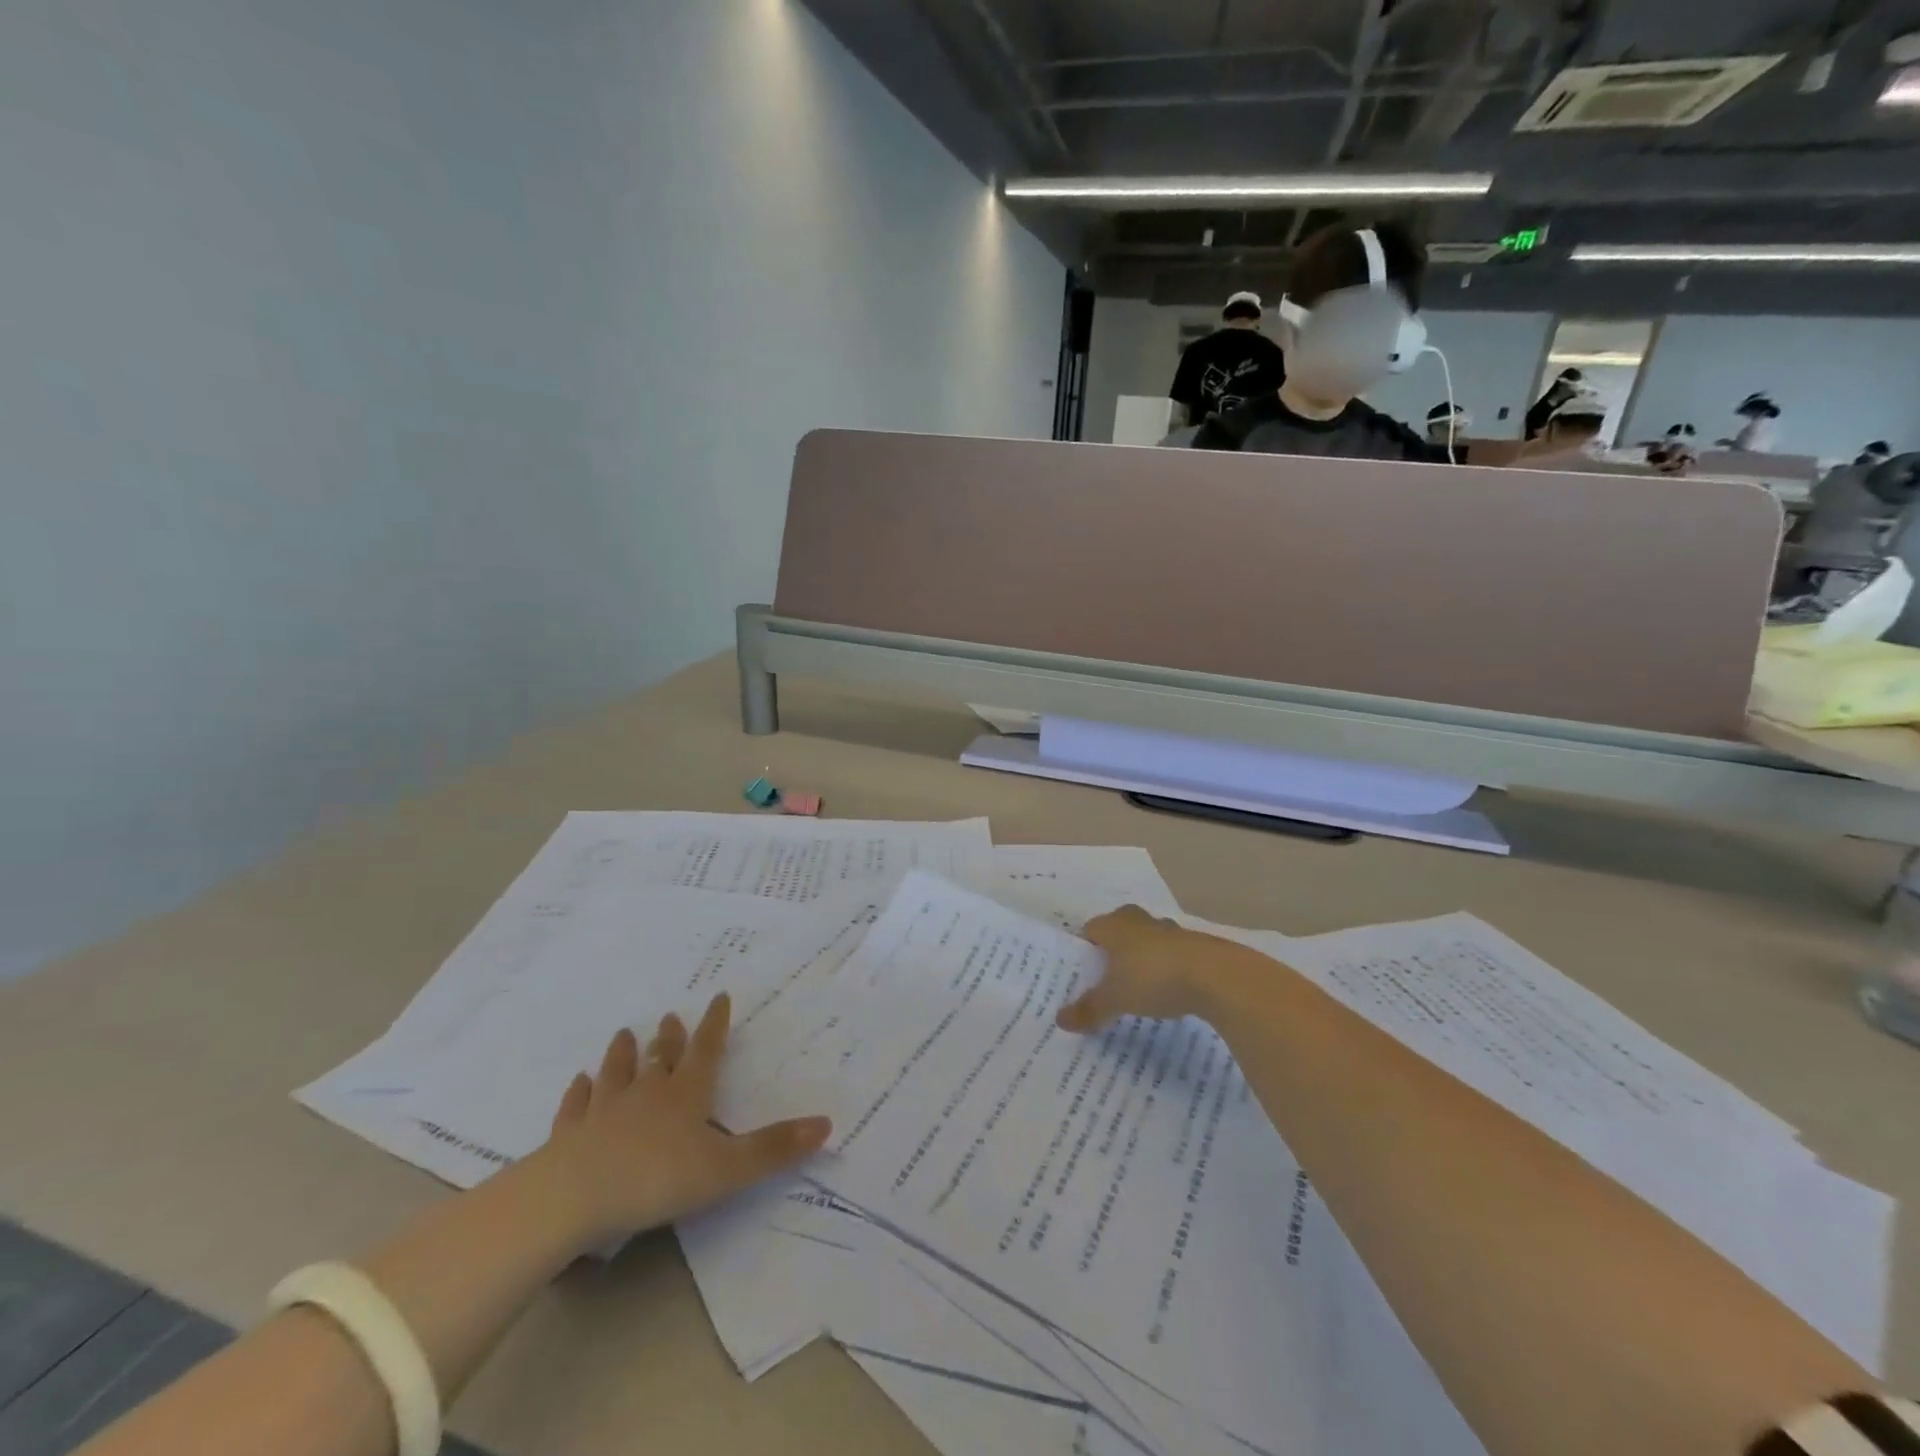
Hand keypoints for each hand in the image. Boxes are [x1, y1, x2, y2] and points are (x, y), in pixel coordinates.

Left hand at [536, 994, 830, 1247]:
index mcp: (685, 1096)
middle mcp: (646, 1094)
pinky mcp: (569, 1136)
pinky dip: (578, 1093)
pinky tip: (578, 1084)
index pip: (705, 1051)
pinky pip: (575, 1107)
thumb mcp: (725, 1169)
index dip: (714, 1024)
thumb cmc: (656, 1180)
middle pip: (660, 1058)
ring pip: (616, 1074)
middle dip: (668, 1038)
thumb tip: (826, 1124)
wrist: (572, 1198)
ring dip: (622, 1055)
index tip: (718, 997)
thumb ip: (773, 1149)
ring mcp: (603, 1112)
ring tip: (622, 1035)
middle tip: (668, 1017)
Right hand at [1058, 906, 1243, 1033]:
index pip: (1091, 929)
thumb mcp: (1115, 999)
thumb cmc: (1153, 978)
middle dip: (1115, 951)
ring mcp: (1172, 931)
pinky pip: (1174, 955)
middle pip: (1121, 930)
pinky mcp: (1197, 946)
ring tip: (1139, 988)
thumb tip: (1059, 1020)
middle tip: (1108, 979)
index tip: (1083, 972)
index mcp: (1115, 925)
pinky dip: (1169, 969)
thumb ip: (1089, 1009)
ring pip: (1149, 941)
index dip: (1085, 949)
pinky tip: (1170, 993)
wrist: (1216, 976)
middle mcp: (1141, 921)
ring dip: (1144, 958)